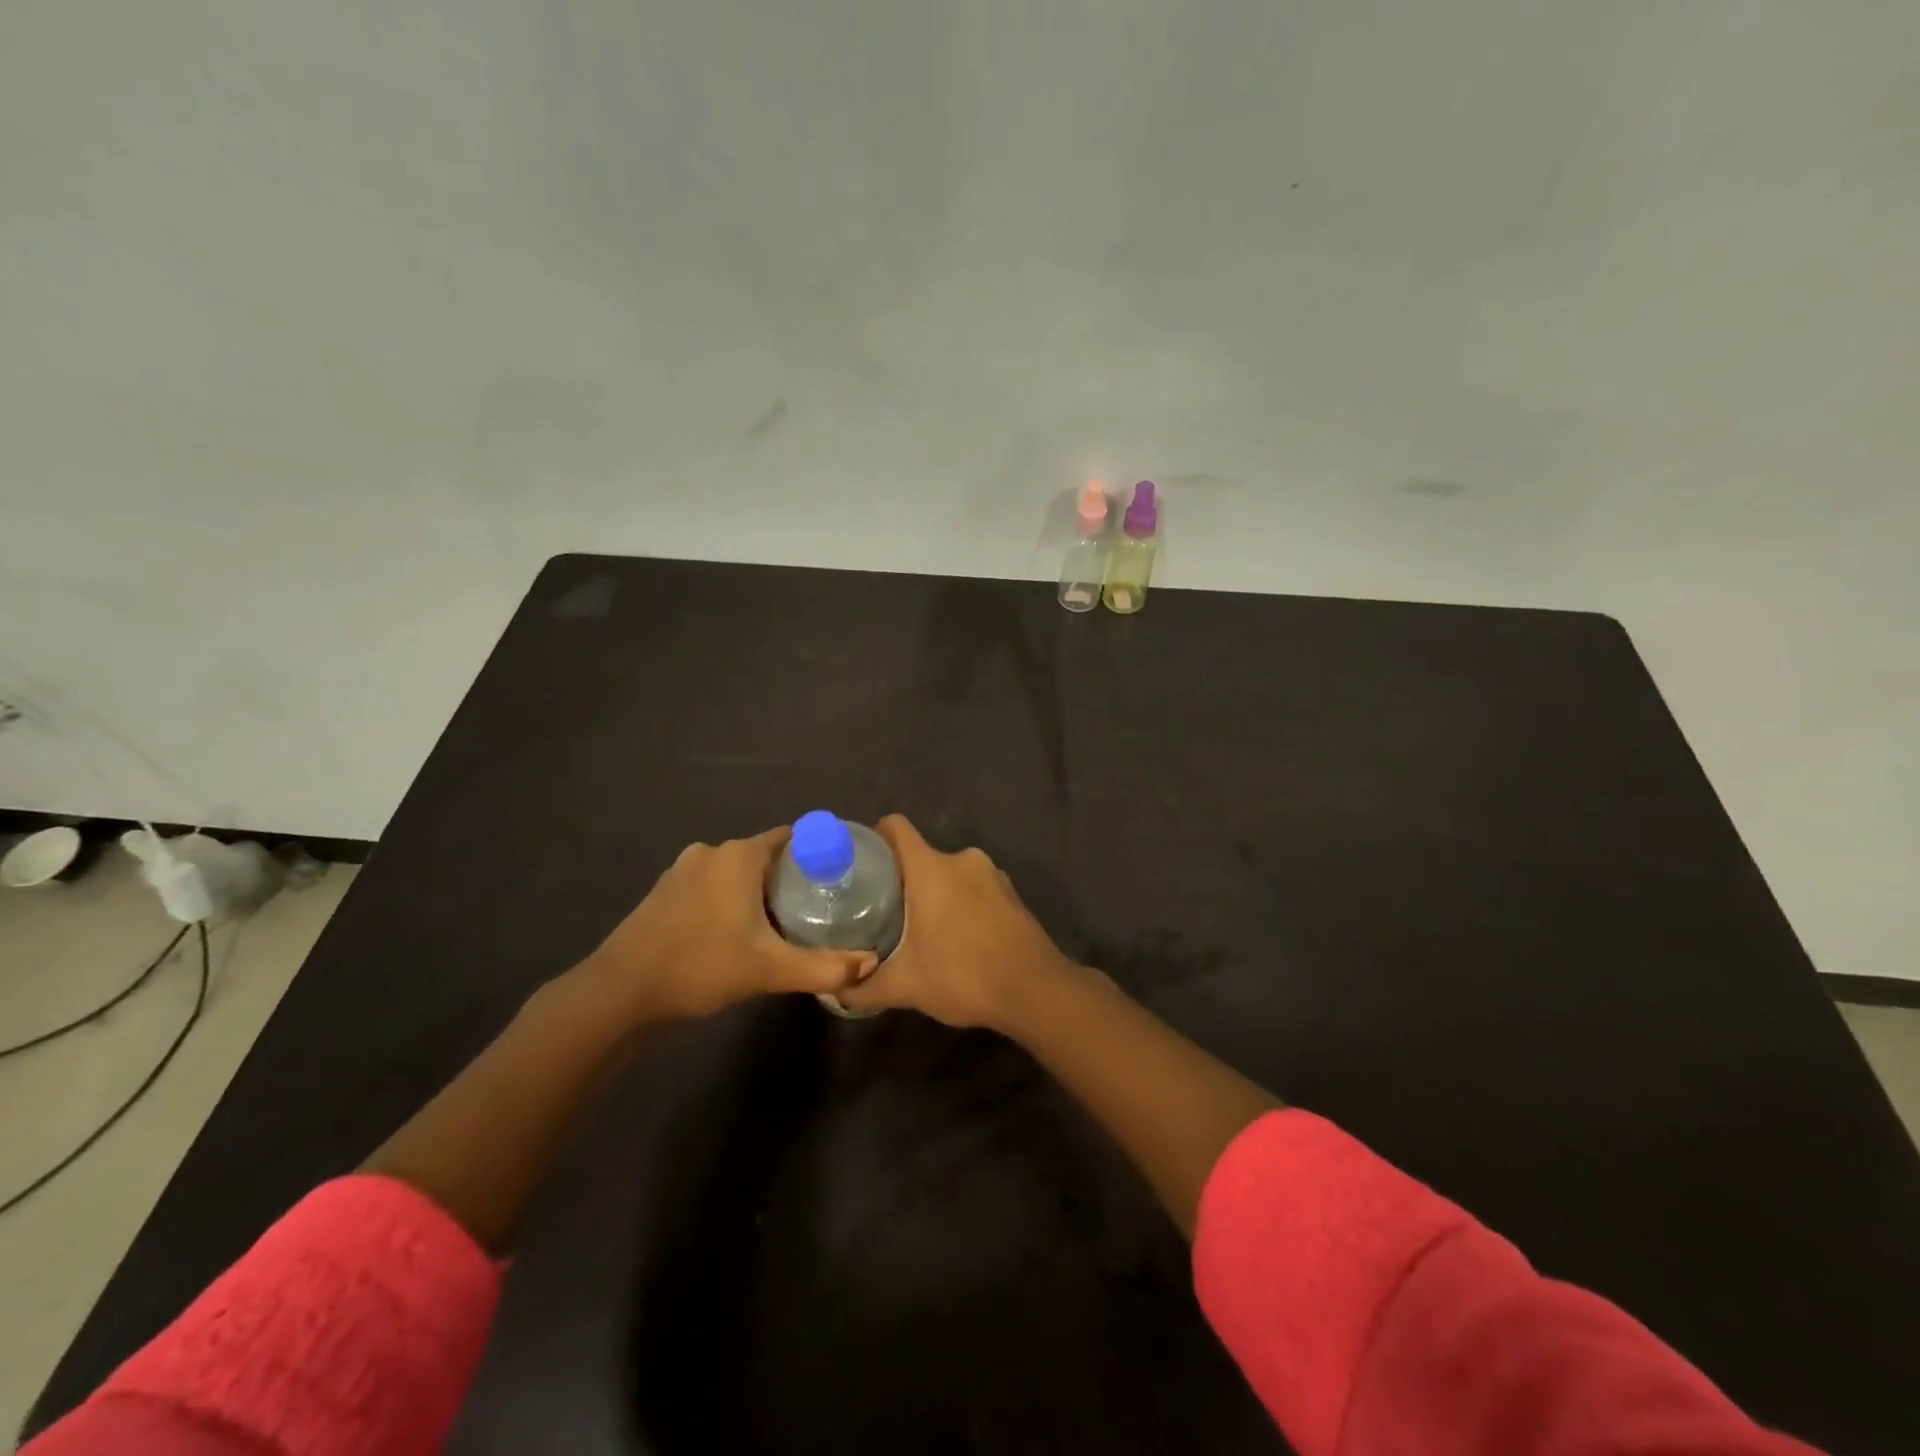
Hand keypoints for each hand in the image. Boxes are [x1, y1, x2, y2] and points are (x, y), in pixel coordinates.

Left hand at [587, 828, 872, 1024]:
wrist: (620, 992)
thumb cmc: (700, 966)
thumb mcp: (769, 970)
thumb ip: (824, 967)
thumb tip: (870, 965)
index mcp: (739, 856)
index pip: (793, 838)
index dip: (819, 855)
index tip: (839, 879)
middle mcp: (713, 851)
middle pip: (767, 855)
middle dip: (792, 878)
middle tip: (819, 908)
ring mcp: (684, 870)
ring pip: (738, 872)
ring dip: (760, 891)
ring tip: (784, 923)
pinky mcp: (666, 891)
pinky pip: (713, 885)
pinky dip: (731, 900)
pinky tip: (738, 932)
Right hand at [834, 816, 1078, 1029]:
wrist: (1035, 990)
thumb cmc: (963, 976)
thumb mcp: (905, 986)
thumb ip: (863, 987)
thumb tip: (833, 990)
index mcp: (931, 868)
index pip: (895, 828)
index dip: (874, 838)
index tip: (859, 865)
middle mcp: (961, 859)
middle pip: (920, 855)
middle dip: (901, 879)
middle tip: (881, 912)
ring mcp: (991, 873)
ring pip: (949, 873)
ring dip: (933, 894)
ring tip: (919, 929)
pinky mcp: (1011, 892)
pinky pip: (973, 887)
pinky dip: (960, 903)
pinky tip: (956, 938)